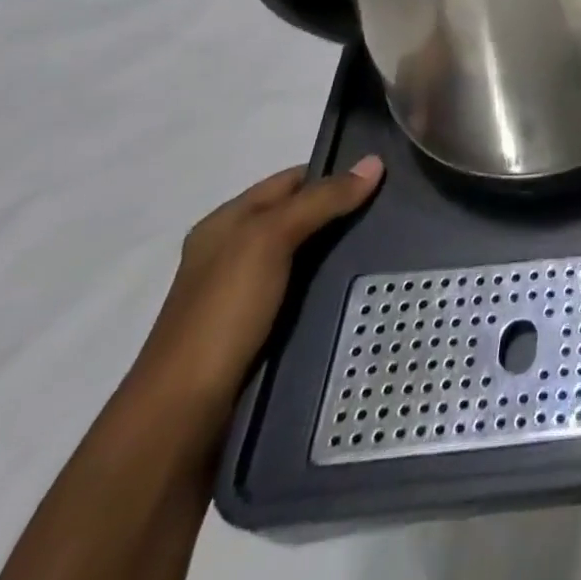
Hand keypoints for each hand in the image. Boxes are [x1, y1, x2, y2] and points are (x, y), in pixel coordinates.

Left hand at [128, 157, 385, 424]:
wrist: (183, 416)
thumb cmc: (220, 314)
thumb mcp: (268, 241)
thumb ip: (320, 200)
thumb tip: (374, 163)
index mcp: (226, 223)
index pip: (292, 180)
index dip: (335, 173)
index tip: (384, 175)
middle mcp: (234, 252)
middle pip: (302, 215)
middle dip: (344, 211)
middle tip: (397, 208)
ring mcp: (247, 294)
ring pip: (308, 255)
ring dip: (343, 250)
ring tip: (394, 243)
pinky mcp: (262, 329)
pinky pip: (308, 291)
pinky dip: (334, 284)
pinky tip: (364, 284)